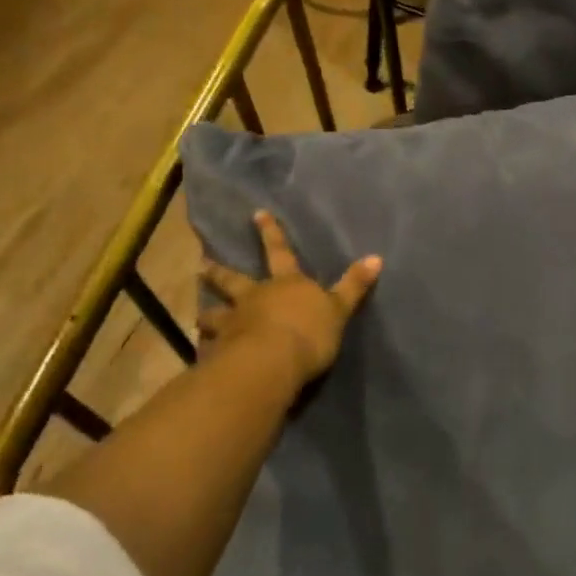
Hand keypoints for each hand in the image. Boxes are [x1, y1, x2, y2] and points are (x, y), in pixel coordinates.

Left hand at [198, 211, 380, 387]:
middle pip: (234, 281)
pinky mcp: (221, 351)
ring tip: (199, 318)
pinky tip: (202, 353)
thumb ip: (354, 285)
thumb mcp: (339, 309)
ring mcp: (234, 323)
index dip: (271, 232)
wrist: (271, 362)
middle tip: (202, 265)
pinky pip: (211, 347)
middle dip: (219, 272)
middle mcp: (255, 297)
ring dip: (207, 315)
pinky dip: (207, 348)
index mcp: (287, 284)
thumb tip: (377, 257)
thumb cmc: (309, 332)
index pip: (280, 252)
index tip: (257, 213)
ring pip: (215, 314)